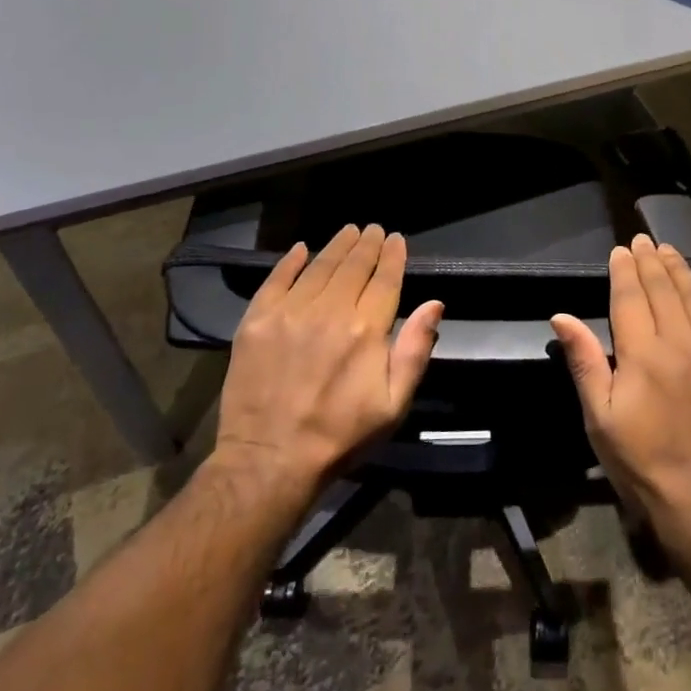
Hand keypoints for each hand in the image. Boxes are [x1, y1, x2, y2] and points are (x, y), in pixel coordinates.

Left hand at [208, 225, 443, 505]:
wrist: (270, 461)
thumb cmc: (340, 435)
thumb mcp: (393, 404)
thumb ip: (415, 350)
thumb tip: (435, 303)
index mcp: (366, 329)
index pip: (385, 279)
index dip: (392, 256)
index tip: (396, 239)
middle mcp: (329, 311)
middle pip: (353, 266)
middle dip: (367, 244)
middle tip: (373, 229)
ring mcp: (289, 313)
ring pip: (319, 266)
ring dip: (336, 246)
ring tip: (348, 232)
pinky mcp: (256, 321)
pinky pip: (276, 280)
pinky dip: (290, 261)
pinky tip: (301, 249)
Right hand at [550, 234, 690, 552]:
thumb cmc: (643, 463)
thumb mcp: (600, 418)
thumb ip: (585, 362)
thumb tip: (562, 316)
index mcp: (644, 355)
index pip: (631, 297)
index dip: (624, 270)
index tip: (620, 250)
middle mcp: (682, 343)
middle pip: (664, 288)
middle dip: (650, 260)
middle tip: (642, 240)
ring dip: (680, 270)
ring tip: (668, 251)